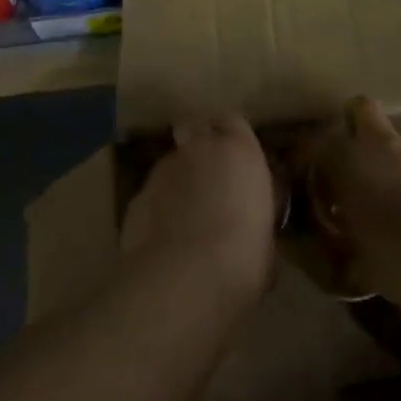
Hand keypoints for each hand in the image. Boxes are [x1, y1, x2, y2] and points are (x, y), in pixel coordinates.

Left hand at [121, 115, 277, 311]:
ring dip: (178, 182)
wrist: (184, 280)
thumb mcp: (265, 235)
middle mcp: (198, 149)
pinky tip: (164, 240)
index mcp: (238, 152)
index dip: (231, 136)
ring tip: (185, 220)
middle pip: (194, 131)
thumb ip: (252, 213)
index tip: (234, 157)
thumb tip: (248, 222)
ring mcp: (162, 171)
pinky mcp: (136, 197)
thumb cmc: (243, 257)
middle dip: (198, 147)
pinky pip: (152, 195)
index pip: (233, 121)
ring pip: (170, 165)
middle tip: (209, 180)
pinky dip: (158, 209)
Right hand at [306, 96, 400, 312]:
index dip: (316, 162)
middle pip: (362, 109)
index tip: (320, 187)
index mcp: (350, 161)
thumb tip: (338, 255)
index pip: (317, 144)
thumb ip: (343, 251)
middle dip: (358, 126)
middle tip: (360, 165)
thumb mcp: (358, 266)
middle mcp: (386, 143)